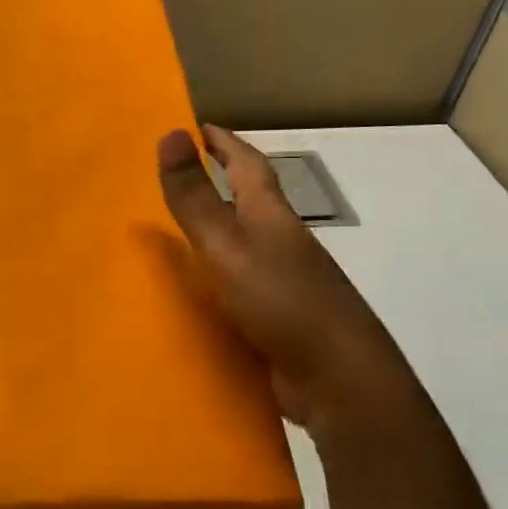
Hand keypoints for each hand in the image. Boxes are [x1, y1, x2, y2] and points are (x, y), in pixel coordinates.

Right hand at [157, 124, 405, 427]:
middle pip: (248, 202)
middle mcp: (280, 243)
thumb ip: (196, 198)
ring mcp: (282, 283)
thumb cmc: (282, 302)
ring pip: (241, 246)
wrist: (338, 381)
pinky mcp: (276, 319)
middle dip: (216, 184)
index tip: (195, 127)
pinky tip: (190, 293)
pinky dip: (212, 279)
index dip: (223, 143)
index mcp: (271, 216)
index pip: (247, 165)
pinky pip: (236, 286)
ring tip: (169, 233)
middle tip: (173, 177)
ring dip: (212, 233)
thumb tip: (170, 132)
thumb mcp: (227, 245)